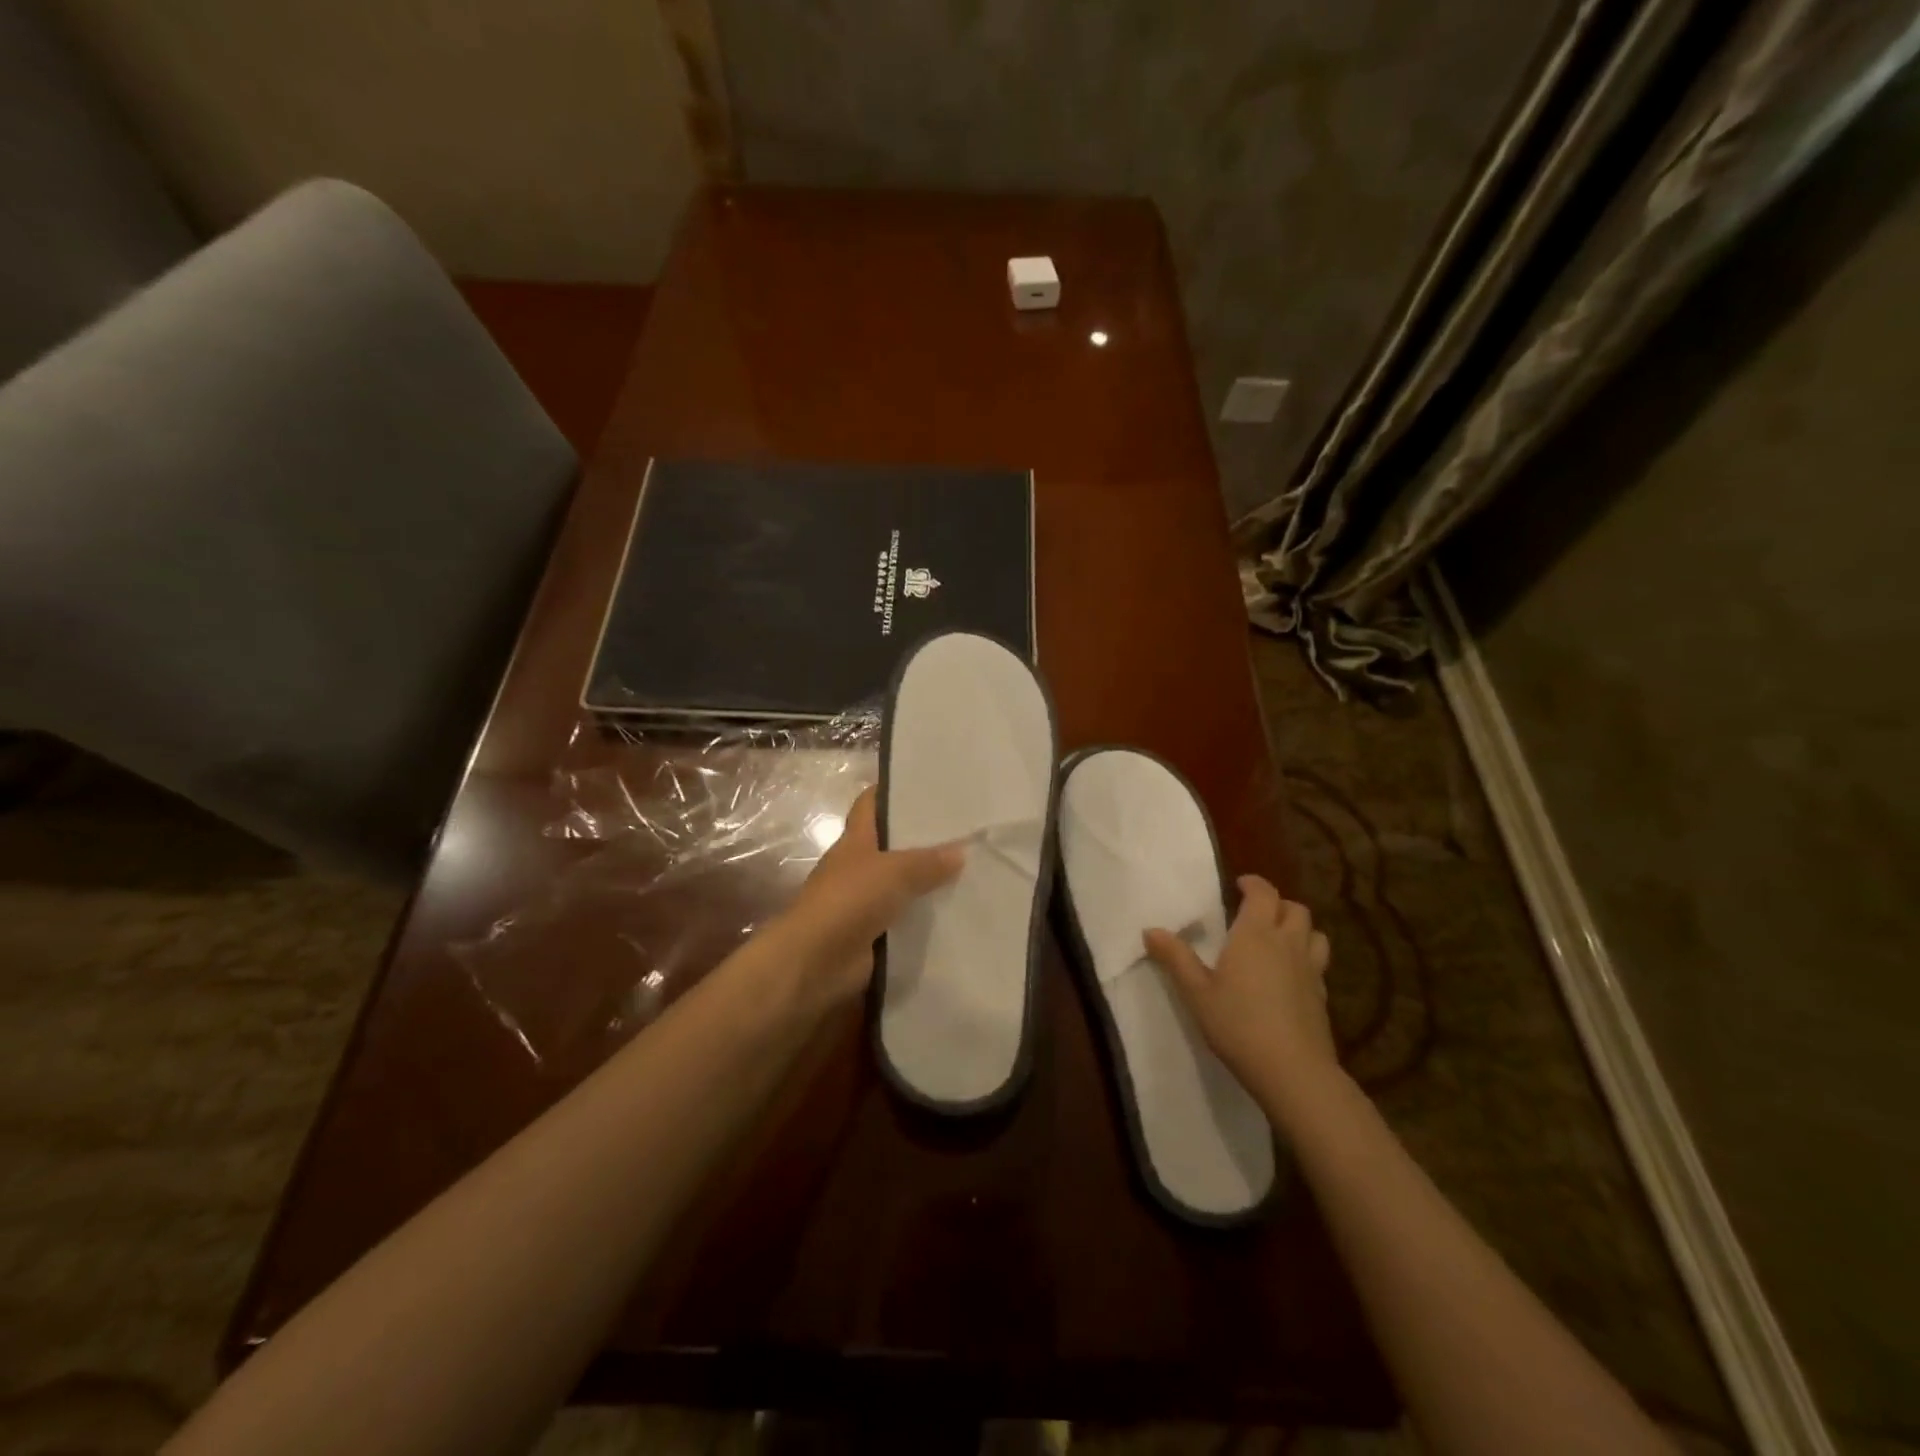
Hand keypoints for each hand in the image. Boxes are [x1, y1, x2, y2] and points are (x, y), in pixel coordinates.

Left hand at [779, 787, 964, 1007]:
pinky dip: (924, 920)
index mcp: (855, 841)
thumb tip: (960, 851)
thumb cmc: (849, 901)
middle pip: (891, 846)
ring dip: (927, 884)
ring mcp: (863, 903)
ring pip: (901, 886)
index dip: (892, 792)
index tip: (926, 785)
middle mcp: (857, 868)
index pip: (870, 805)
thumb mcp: (894, 871)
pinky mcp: (872, 936)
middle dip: (922, 841)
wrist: (816, 961)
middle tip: (965, 834)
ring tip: (971, 875)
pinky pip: (904, 922)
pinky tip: (956, 916)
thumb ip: (928, 861)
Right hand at [1144, 875, 1336, 1114]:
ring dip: (1299, 929)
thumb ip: (1175, 958)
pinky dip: (1306, 958)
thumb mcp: (1196, 992)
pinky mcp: (1322, 996)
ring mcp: (1310, 970)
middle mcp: (1287, 944)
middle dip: (1278, 904)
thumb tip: (1150, 930)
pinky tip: (1290, 976)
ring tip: (1280, 939)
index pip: (1264, 894)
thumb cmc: (1238, 1024)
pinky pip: (1318, 963)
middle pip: (1295, 909)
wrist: (1293, 1071)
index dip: (1254, 884)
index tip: (1240, 884)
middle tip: (1257, 913)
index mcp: (1255, 935)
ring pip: (1315, 934)